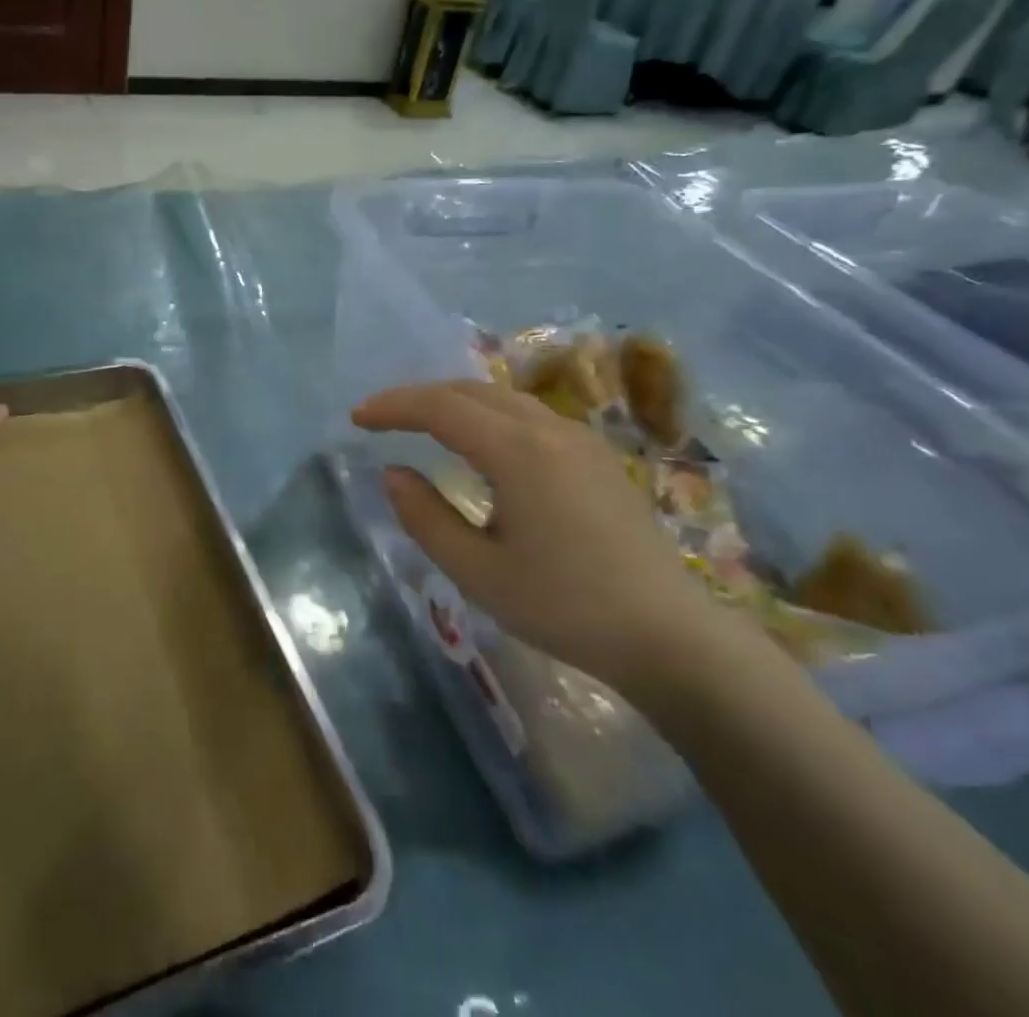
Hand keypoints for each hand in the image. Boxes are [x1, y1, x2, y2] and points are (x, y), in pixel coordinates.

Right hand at [353, 380, 726, 691]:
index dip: (393, 407)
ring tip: (421, 423)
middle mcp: (548, 428)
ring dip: (454, 402)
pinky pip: (526, 414)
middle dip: (419, 397)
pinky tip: (479, 442)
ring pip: (501, 398)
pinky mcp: (595, 456)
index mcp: (518, 451)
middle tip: (382, 418)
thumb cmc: (566, 607)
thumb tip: (394, 474)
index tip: (357, 418)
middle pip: (470, 391)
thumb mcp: (479, 572)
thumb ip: (425, 518)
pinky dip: (486, 414)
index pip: (440, 407)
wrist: (671, 637)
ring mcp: (578, 438)